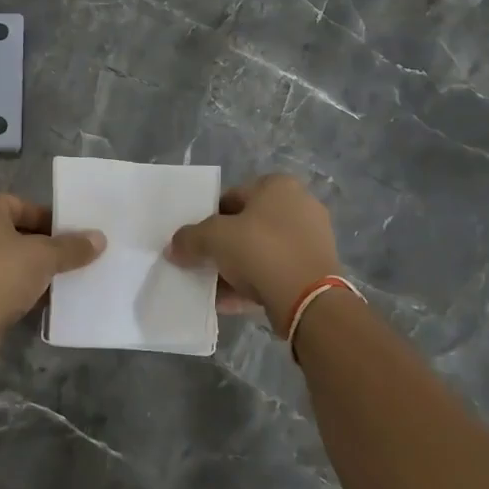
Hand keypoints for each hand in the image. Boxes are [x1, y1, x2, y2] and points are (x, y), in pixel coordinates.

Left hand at [0, 193, 105, 337]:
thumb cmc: (0, 276)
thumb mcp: (43, 258)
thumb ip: (72, 247)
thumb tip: (100, 238)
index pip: (23, 205)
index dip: (52, 221)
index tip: (75, 238)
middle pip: (13, 231)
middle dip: (43, 246)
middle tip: (72, 259)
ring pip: (4, 257)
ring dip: (30, 267)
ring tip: (61, 280)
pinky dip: (14, 285)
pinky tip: (40, 299)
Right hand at [168, 174, 342, 329]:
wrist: (309, 299)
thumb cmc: (261, 251)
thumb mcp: (214, 238)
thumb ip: (189, 238)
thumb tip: (173, 247)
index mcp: (278, 186)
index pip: (231, 197)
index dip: (207, 218)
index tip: (194, 241)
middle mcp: (299, 205)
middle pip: (246, 225)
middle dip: (222, 246)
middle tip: (202, 264)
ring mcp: (311, 239)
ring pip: (261, 251)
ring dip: (235, 268)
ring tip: (213, 288)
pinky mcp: (316, 270)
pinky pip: (275, 272)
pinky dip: (253, 284)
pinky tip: (230, 302)